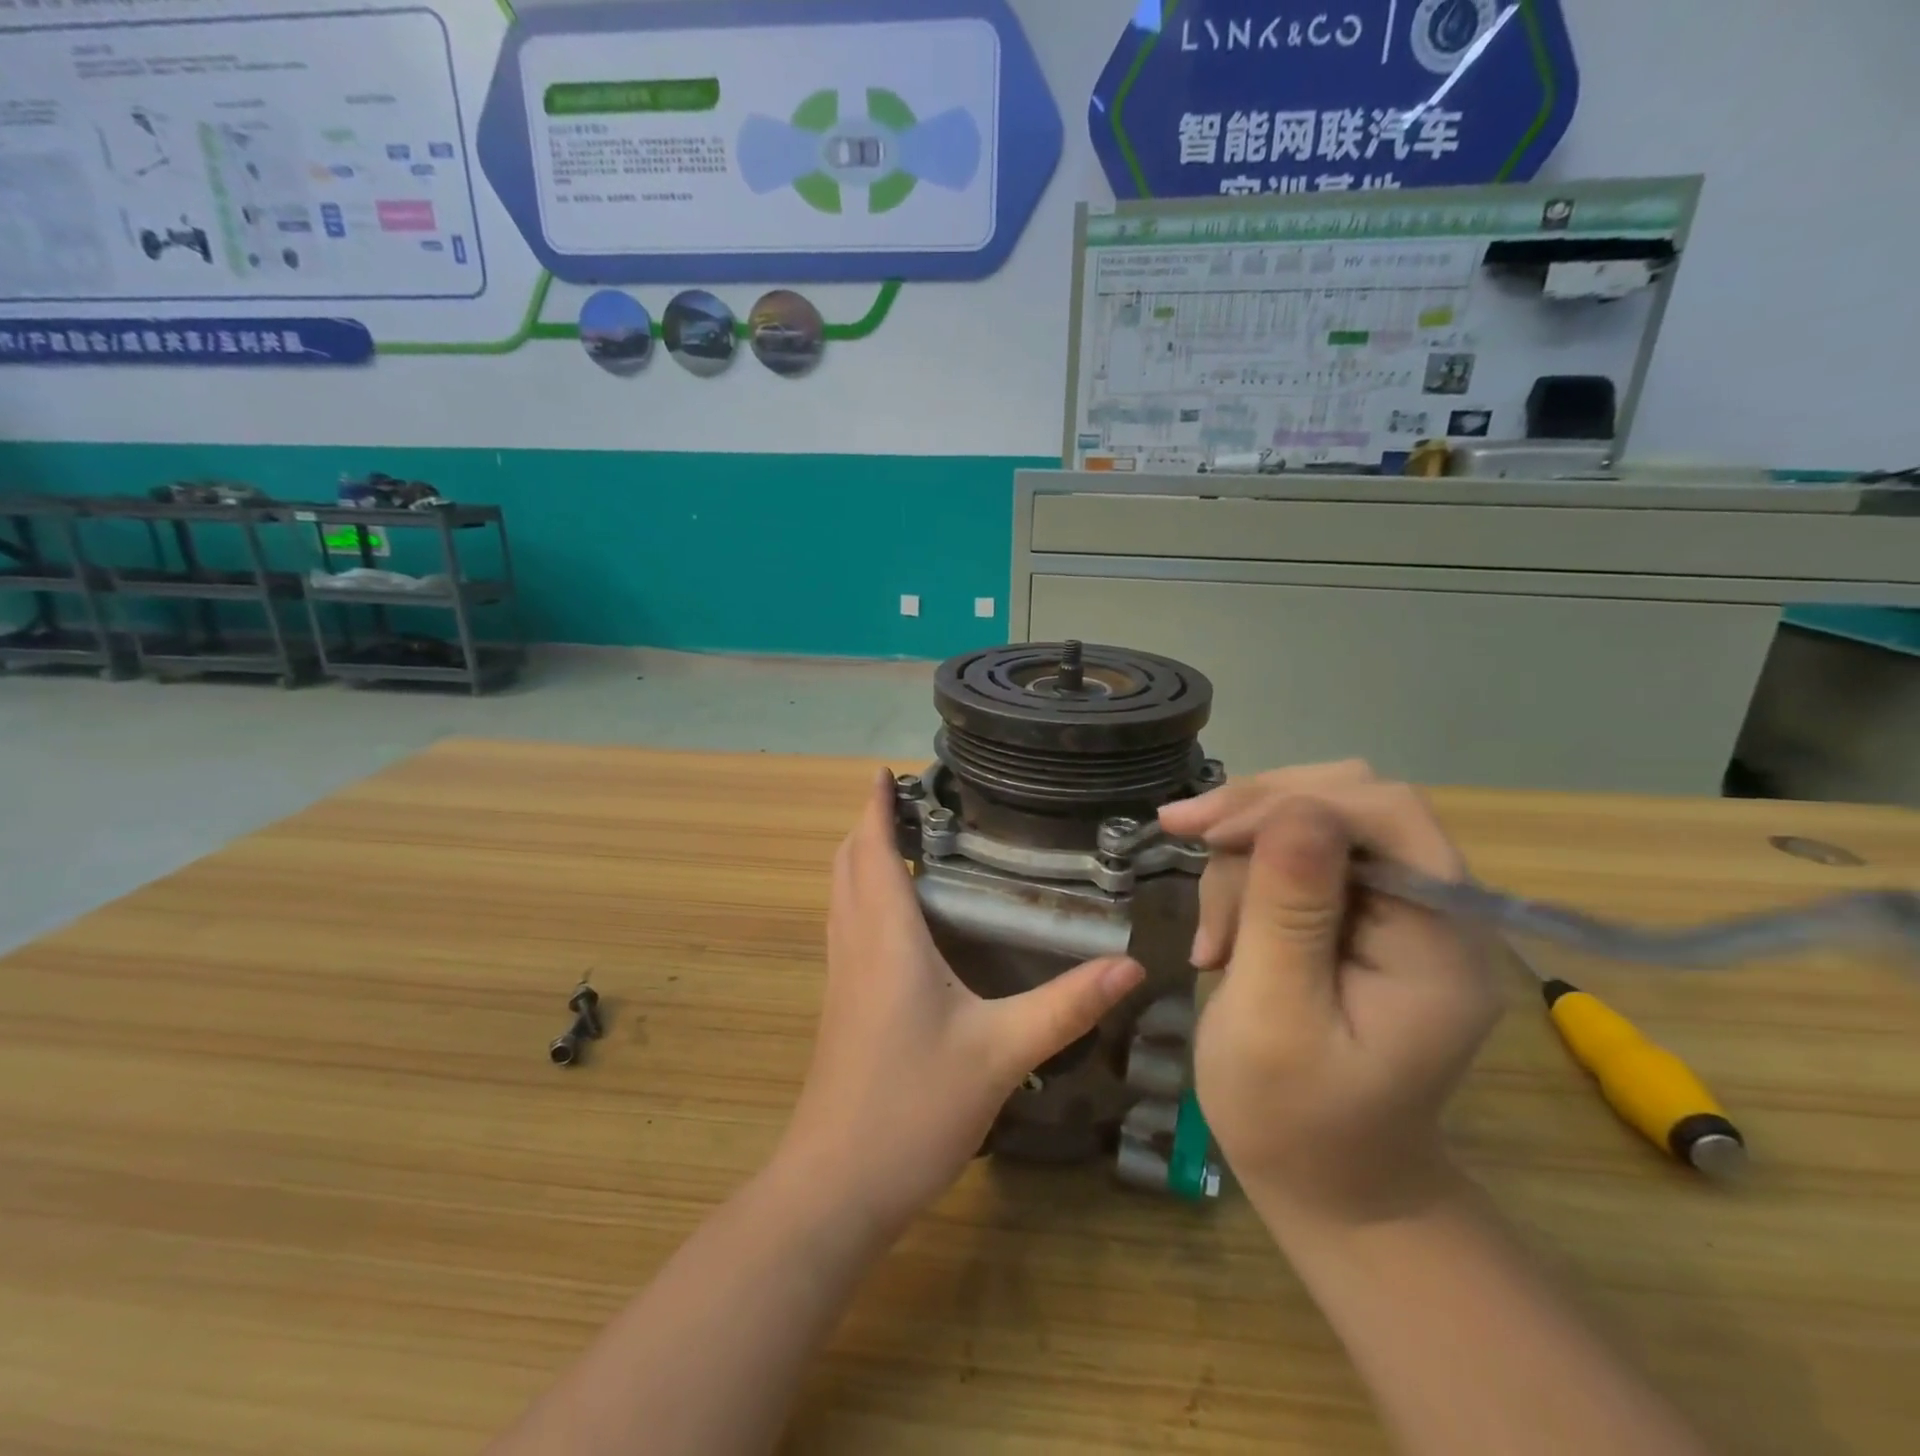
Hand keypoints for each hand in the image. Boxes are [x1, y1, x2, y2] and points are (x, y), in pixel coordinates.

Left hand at [780, 769, 1144, 1235]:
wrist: (836, 1186)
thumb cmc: (912, 1108)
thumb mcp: (1001, 1053)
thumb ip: (1066, 1005)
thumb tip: (1132, 966)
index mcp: (887, 938)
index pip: (874, 850)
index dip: (875, 806)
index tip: (886, 772)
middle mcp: (856, 944)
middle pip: (848, 864)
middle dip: (869, 824)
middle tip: (908, 801)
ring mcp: (841, 976)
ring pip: (841, 894)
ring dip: (862, 858)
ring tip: (902, 841)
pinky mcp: (841, 1004)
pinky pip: (846, 925)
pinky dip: (862, 895)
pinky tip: (897, 917)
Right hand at [1159, 762, 1501, 1228]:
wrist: (1327, 1184)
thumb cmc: (1295, 1120)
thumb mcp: (1275, 1018)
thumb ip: (1288, 912)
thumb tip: (1293, 807)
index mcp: (1440, 938)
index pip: (1386, 812)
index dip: (1291, 800)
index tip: (1206, 831)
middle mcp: (1431, 909)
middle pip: (1347, 802)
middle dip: (1258, 817)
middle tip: (1185, 836)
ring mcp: (1394, 912)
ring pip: (1308, 825)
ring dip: (1242, 862)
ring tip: (1212, 942)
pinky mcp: (1356, 918)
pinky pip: (1293, 860)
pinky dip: (1243, 881)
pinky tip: (1220, 938)